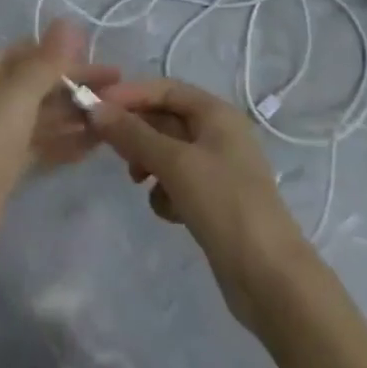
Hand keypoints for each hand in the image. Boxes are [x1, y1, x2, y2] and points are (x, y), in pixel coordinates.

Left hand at [0, 20, 118, 284]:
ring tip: (116, 119)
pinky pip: (44, 144)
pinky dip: (67, 142)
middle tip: (121, 94)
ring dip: (77, 114)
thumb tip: (68, 21)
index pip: (33, 52)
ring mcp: (0, 133)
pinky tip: (97, 145)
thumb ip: (46, 61)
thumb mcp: (17, 96)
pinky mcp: (7, 166)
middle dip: (77, 87)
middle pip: (41, 83)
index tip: (105, 65)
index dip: (68, 56)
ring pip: (45, 115)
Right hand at [89, 77, 314, 334]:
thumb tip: (95, 109)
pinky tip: (167, 212)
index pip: (165, 89)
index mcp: (216, 113)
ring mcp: (218, 169)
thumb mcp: (175, 163)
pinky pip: (179, 182)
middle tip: (109, 149)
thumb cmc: (224, 204)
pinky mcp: (215, 202)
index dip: (130, 95)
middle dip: (137, 132)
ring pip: (169, 153)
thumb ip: (133, 135)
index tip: (96, 107)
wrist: (270, 278)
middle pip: (166, 119)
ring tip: (137, 181)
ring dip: (149, 163)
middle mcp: (219, 134)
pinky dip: (166, 192)